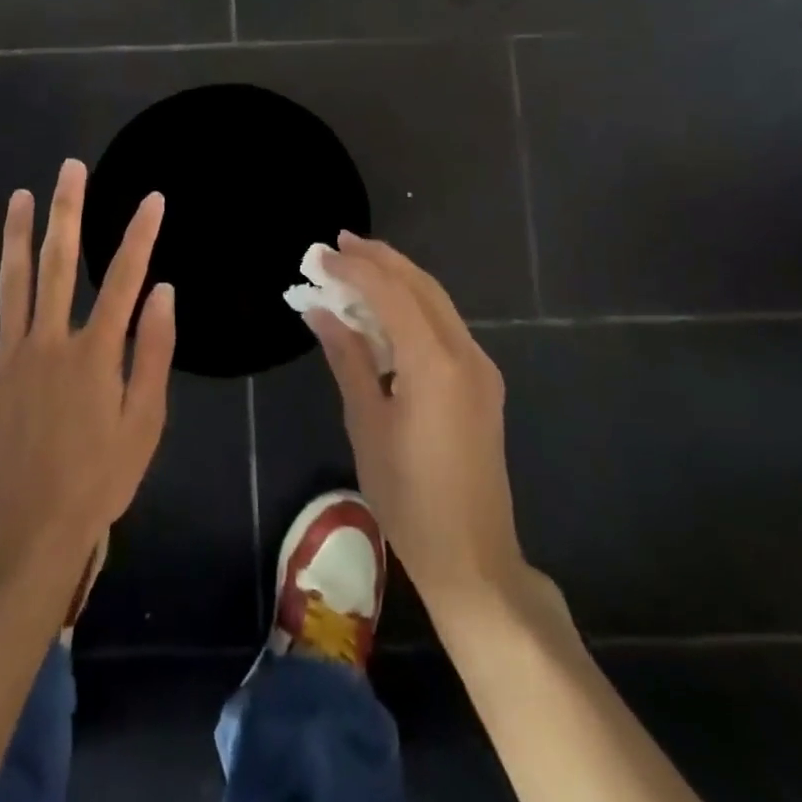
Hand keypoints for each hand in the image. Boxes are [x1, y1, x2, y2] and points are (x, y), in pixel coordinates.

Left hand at [0, 158, 174, 569]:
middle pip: (58, 263)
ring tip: (20, 195)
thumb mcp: (144, 422)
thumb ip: (154, 353)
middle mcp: (49, 340)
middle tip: (70, 169)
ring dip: (14, 234)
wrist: (32, 528)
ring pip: (9, 281)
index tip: (152, 198)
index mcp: (95, 351)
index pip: (123, 278)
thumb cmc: (99, 477)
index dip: (140, 234)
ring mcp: (6, 355)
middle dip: (67, 211)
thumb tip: (163, 292)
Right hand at [306, 233, 541, 618]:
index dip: (354, 268)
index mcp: (435, 363)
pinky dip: (412, 306)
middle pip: (421, 286)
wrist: (473, 557)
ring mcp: (480, 368)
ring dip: (397, 279)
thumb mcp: (366, 422)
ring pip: (437, 302)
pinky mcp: (482, 383)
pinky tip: (385, 309)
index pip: (391, 293)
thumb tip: (320, 310)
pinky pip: (444, 326)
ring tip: (356, 265)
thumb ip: (347, 357)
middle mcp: (465, 354)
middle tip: (338, 244)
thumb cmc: (408, 495)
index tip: (320, 254)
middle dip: (380, 260)